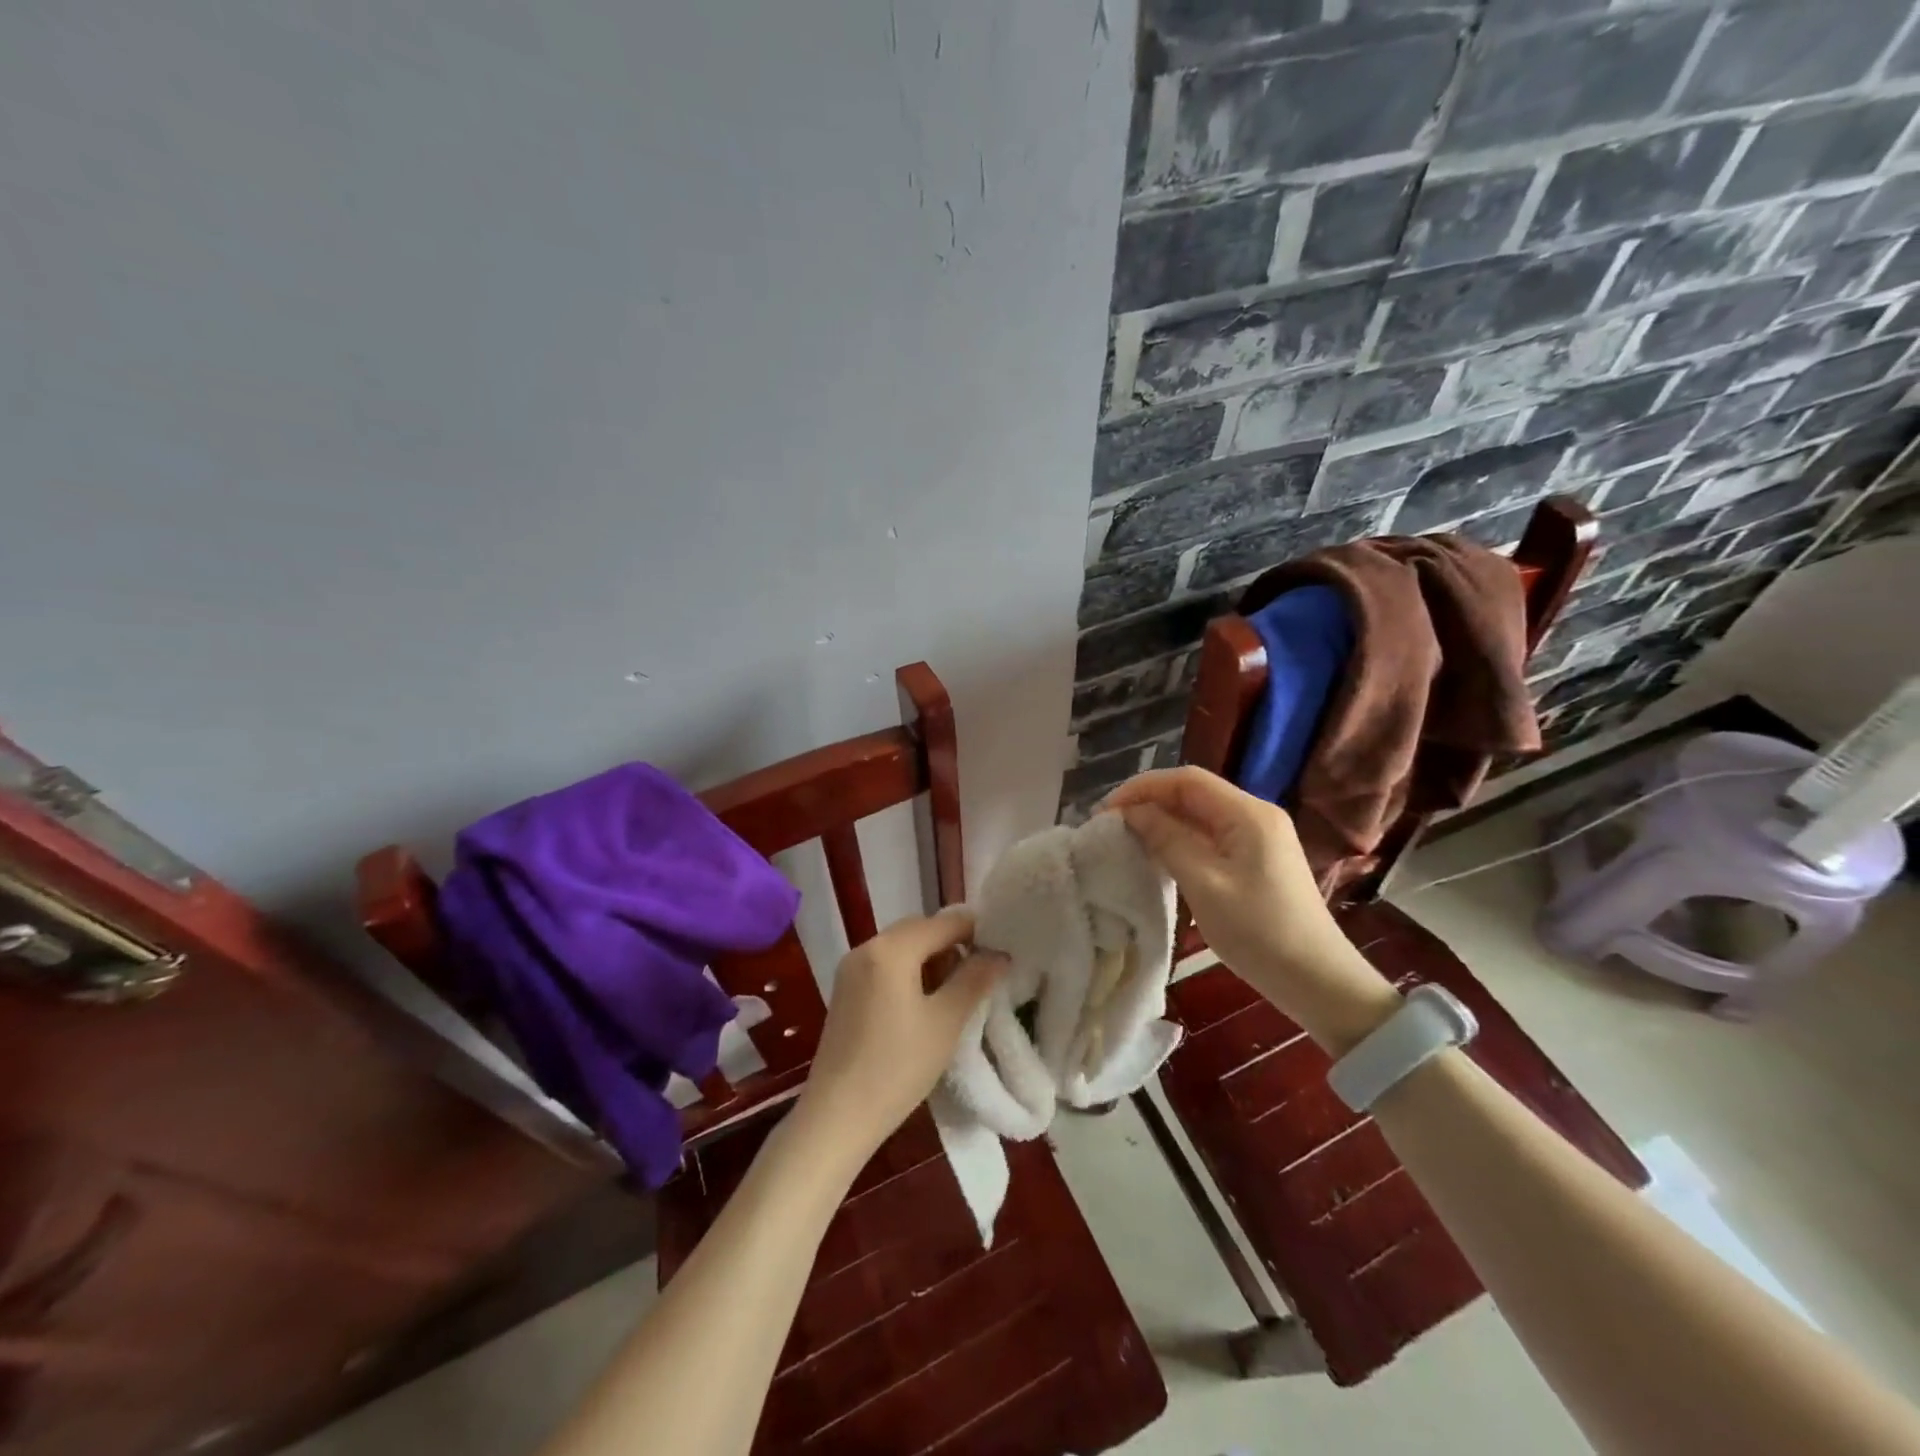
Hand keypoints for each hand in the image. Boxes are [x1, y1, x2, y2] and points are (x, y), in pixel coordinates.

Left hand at [792, 908, 1005, 1164]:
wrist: (837, 1116)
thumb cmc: (897, 1067)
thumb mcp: (945, 1022)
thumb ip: (974, 981)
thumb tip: (999, 954)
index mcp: (891, 949)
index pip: (943, 923)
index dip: (976, 932)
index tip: (1001, 951)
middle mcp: (866, 947)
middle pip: (919, 929)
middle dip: (952, 944)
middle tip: (982, 972)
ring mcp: (851, 968)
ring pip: (901, 946)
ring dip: (931, 958)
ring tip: (957, 991)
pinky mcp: (845, 990)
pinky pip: (885, 964)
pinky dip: (909, 971)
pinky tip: (925, 1002)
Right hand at [1103, 767, 1397, 1052]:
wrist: (1318, 980)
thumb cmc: (1259, 932)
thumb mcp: (1205, 884)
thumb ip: (1167, 840)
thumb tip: (1132, 813)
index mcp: (1248, 814)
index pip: (1186, 780)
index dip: (1142, 788)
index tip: (1107, 811)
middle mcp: (1255, 815)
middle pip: (1193, 793)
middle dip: (1149, 802)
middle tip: (1111, 825)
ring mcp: (1258, 837)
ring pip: (1199, 815)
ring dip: (1162, 821)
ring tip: (1127, 839)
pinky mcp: (1256, 859)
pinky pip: (1210, 836)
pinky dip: (1180, 840)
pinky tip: (1158, 856)